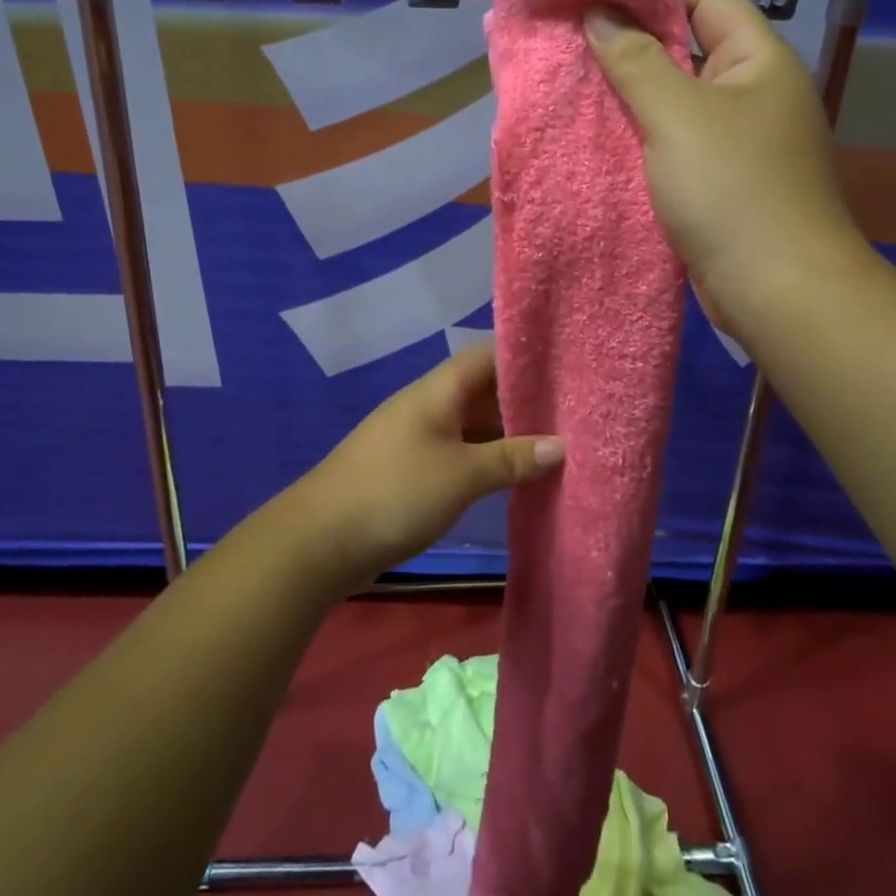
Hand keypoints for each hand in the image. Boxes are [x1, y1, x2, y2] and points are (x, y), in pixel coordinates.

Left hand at [299, 344, 562, 586]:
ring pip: (474, 423)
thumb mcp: (461, 475)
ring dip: (508, 432)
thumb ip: (511, 458)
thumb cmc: (395, 493)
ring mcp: (419, 437)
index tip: (567, 362)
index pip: (488, 355)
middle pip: (484, 389)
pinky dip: (488, 458)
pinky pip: (461, 452)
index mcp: (438, 391)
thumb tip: (560, 445)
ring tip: (558, 440)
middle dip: (525, 398)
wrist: (321, 541)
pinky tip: (516, 473)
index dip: (525, 354)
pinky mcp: (413, 469)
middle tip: (574, 408)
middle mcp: (430, 405)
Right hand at [586, 0, 871, 336]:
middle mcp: (753, 91)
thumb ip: (636, 61)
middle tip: (572, 44)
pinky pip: (676, 141)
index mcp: (758, 59)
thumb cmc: (732, 190)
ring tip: (577, 87)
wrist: (777, 290)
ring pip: (678, 98)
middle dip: (631, 41)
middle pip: (688, 45)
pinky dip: (642, 135)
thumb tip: (599, 16)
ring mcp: (739, 139)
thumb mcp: (677, 116)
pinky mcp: (722, 180)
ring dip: (632, 92)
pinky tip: (602, 137)